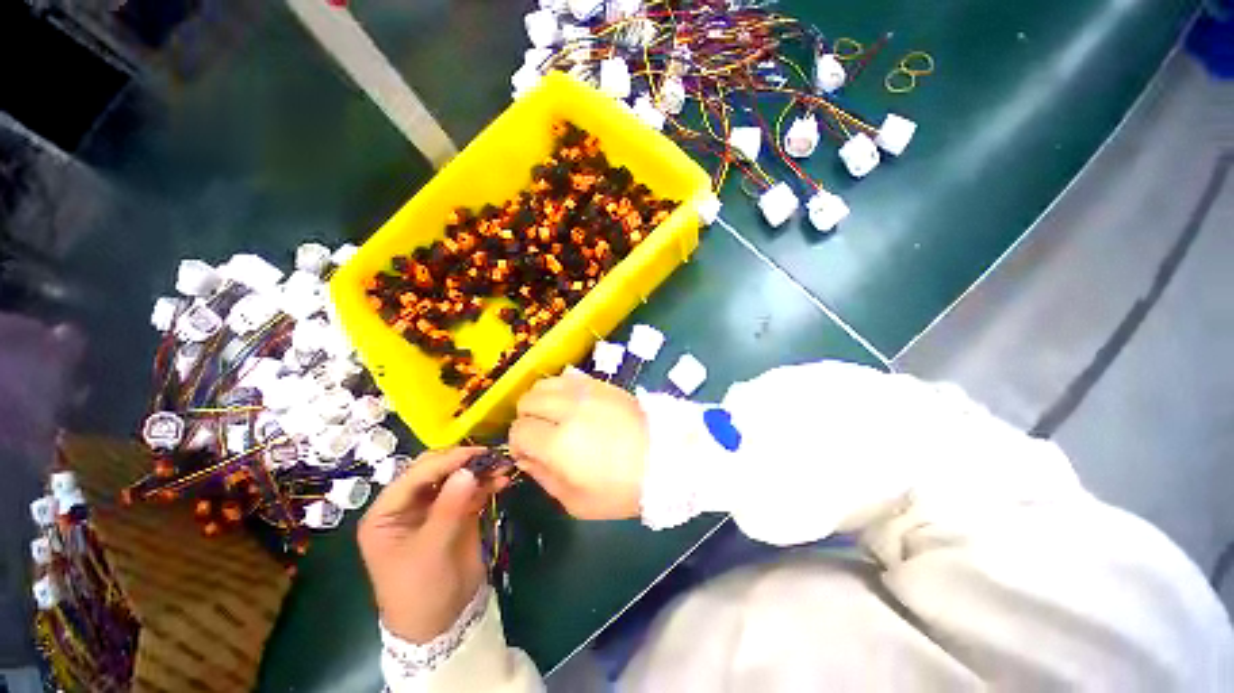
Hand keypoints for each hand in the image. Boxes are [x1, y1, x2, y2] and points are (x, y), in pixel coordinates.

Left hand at [357, 447, 507, 642]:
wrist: (441, 623)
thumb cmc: (421, 590)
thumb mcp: (430, 550)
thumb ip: (449, 508)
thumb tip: (469, 470)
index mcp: (388, 512)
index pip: (416, 475)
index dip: (446, 461)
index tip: (476, 453)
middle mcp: (409, 504)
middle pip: (436, 471)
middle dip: (463, 462)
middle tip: (490, 457)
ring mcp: (435, 508)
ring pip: (457, 477)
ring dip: (479, 471)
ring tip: (502, 467)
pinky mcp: (457, 513)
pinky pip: (472, 490)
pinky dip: (487, 484)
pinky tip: (502, 481)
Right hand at [509, 374, 648, 519]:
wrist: (665, 458)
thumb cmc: (621, 489)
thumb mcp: (577, 502)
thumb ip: (544, 477)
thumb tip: (526, 458)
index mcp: (558, 443)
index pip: (518, 431)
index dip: (519, 444)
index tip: (530, 454)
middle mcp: (567, 410)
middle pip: (527, 401)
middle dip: (527, 419)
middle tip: (542, 434)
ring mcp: (586, 392)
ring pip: (544, 384)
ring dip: (541, 400)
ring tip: (555, 416)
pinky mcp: (601, 383)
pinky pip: (568, 377)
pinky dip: (561, 389)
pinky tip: (571, 404)